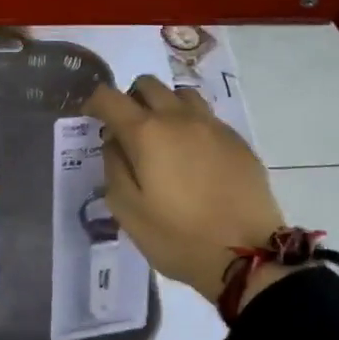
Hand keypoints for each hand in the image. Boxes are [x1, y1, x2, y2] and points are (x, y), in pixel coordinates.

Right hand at [86, 75, 289, 308]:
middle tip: (127, 130)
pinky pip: (207, 117)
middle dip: (130, 99)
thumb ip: (114, 168)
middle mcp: (179, 118)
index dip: (94, 102)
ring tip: (163, 138)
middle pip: (148, 85)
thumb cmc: (177, 237)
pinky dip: (191, 125)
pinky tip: (192, 157)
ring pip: (181, 95)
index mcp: (146, 133)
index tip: (90, 118)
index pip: (110, 97)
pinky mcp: (237, 141)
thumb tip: (114, 142)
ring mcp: (213, 126)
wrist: (248, 254)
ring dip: (164, 106)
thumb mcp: (127, 210)